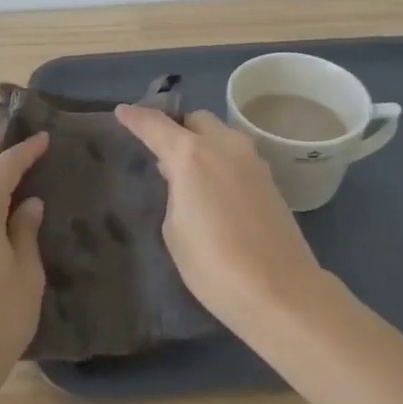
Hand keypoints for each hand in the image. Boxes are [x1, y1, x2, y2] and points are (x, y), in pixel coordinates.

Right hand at [114, 105, 324, 331]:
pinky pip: (236, 157)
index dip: (136, 117)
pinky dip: (221, 162)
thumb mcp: (174, 229)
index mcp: (191, 155)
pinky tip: (215, 190)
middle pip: (196, 120)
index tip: (122, 112)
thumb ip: (175, 192)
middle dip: (177, 128)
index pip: (156, 125)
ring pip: (221, 136)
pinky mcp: (270, 180)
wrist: (280, 291)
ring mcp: (252, 161)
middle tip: (163, 152)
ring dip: (203, 144)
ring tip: (189, 174)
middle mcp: (224, 146)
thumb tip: (185, 180)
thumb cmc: (213, 264)